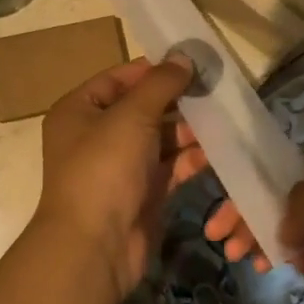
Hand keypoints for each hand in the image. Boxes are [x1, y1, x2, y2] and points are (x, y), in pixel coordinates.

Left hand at [33, 54, 207, 299]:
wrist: (95, 247)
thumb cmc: (104, 169)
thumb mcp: (131, 116)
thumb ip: (160, 84)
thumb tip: (184, 56)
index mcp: (80, 110)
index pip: (119, 78)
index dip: (153, 69)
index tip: (192, 62)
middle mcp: (97, 134)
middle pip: (143, 107)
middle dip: (178, 100)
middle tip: (216, 90)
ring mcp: (120, 166)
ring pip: (160, 138)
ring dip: (189, 129)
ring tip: (224, 118)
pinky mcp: (143, 192)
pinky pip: (170, 166)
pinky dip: (191, 158)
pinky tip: (218, 149)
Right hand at [207, 157, 303, 303]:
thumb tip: (284, 225)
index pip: (285, 170)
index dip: (251, 187)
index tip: (222, 212)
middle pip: (280, 195)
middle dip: (248, 212)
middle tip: (219, 237)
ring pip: (284, 220)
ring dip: (257, 233)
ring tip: (237, 256)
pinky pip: (296, 243)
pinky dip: (275, 250)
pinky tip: (264, 264)